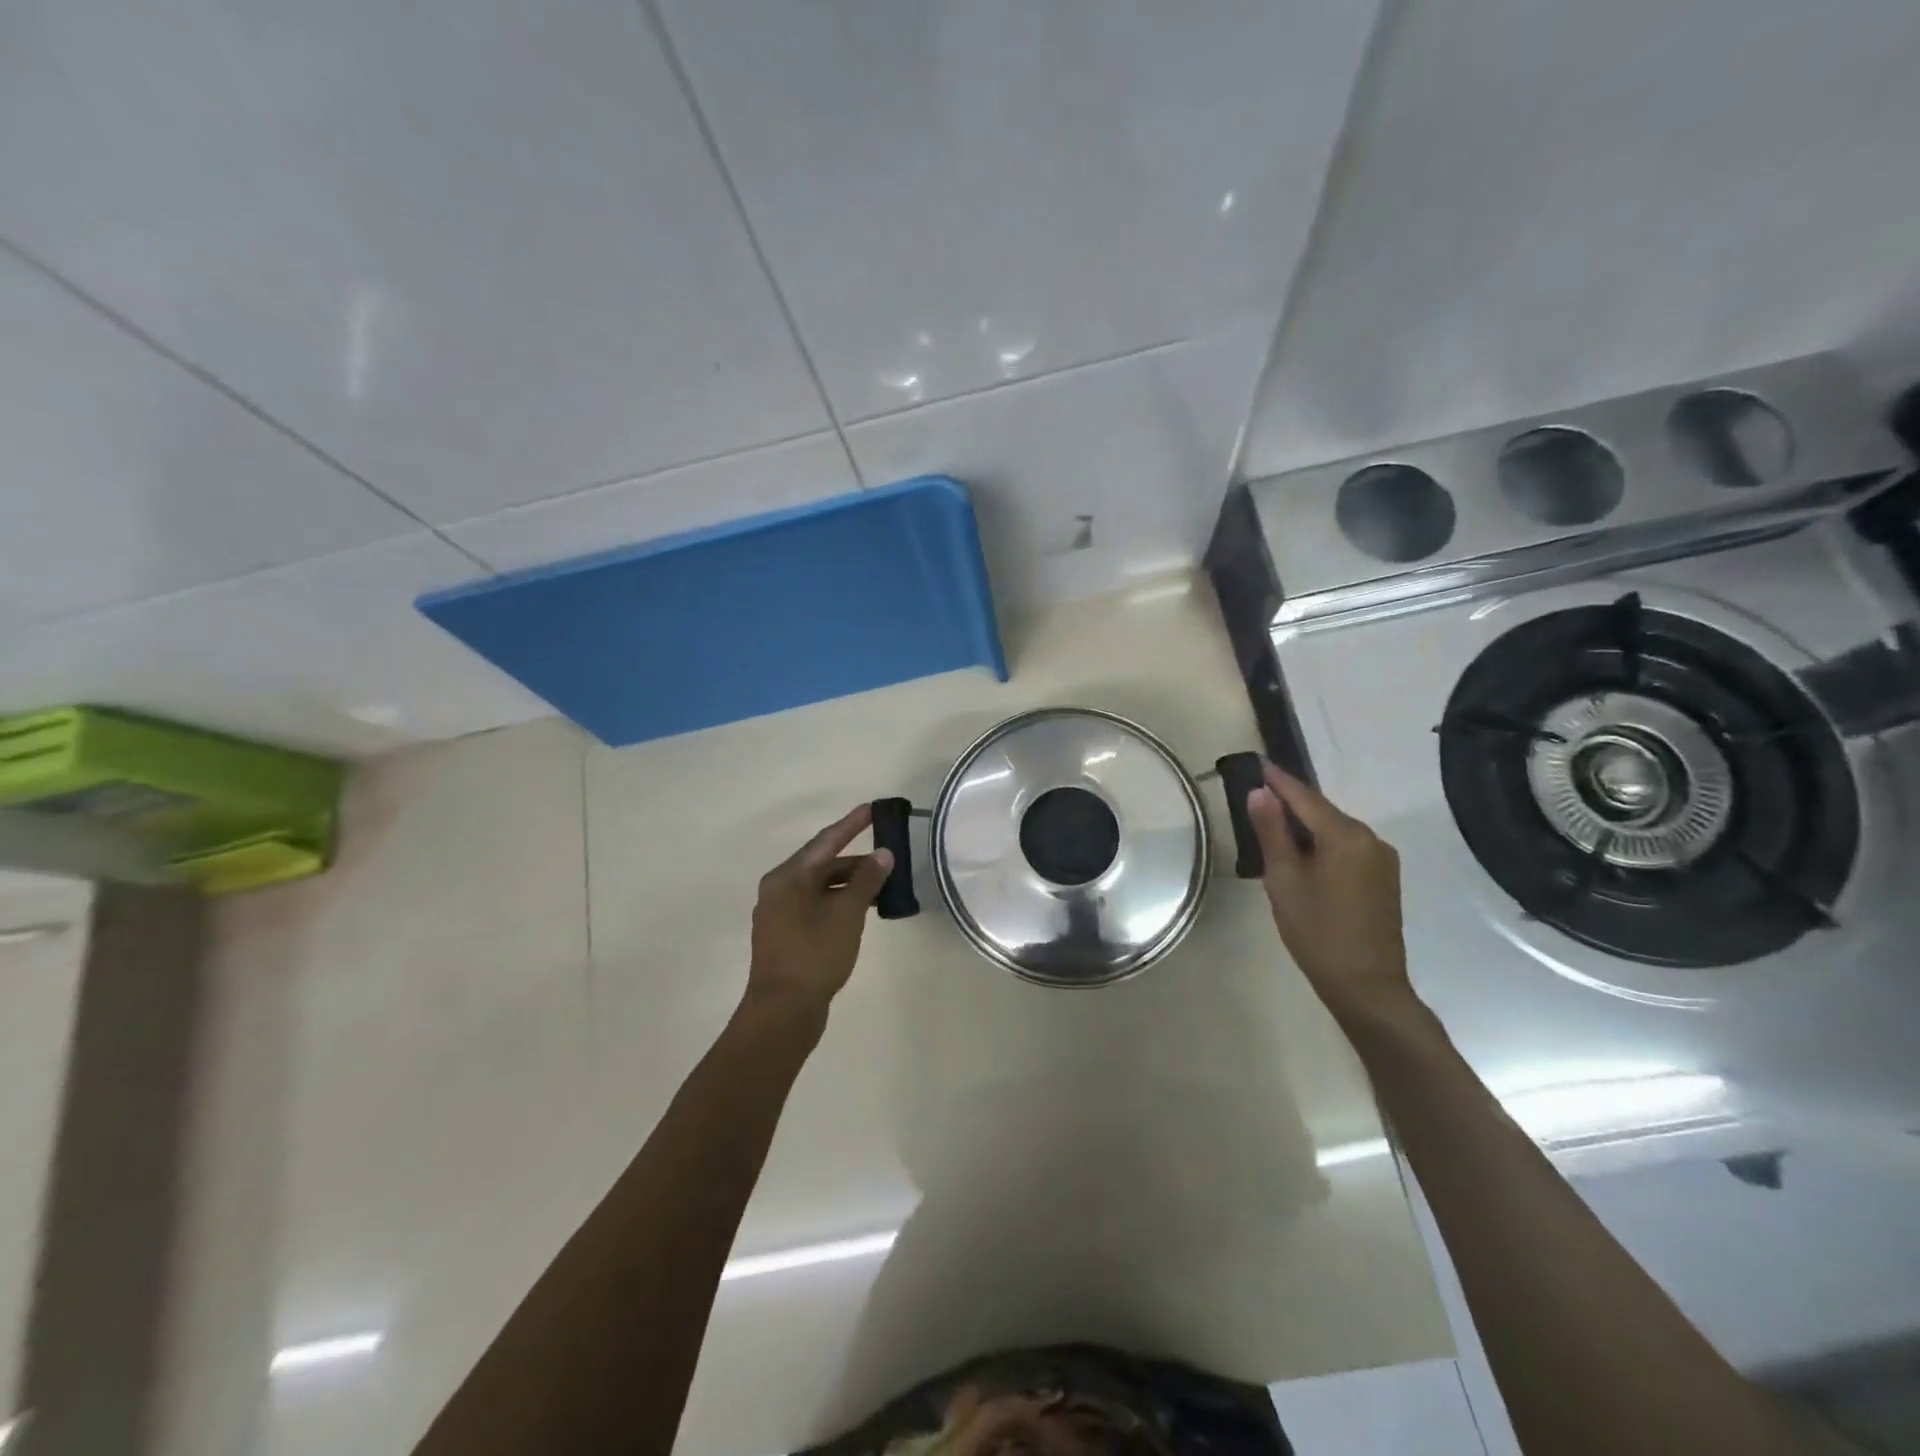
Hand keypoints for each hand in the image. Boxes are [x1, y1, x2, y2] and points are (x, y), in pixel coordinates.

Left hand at [745, 805, 893, 1016]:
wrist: (783, 1012)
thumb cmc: (814, 955)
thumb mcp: (846, 914)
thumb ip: (866, 881)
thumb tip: (883, 854)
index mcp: (787, 877)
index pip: (826, 841)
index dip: (852, 824)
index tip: (873, 809)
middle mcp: (779, 890)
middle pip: (822, 864)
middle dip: (856, 860)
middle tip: (889, 857)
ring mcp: (780, 914)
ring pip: (820, 888)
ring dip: (850, 884)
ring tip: (883, 885)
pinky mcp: (786, 936)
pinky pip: (817, 907)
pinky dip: (839, 902)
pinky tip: (861, 910)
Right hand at [1244, 762, 1417, 1025]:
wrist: (1367, 986)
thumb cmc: (1317, 932)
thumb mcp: (1284, 880)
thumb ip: (1272, 833)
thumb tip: (1259, 792)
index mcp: (1345, 836)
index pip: (1305, 797)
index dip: (1279, 781)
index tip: (1258, 763)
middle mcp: (1370, 839)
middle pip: (1322, 811)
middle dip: (1291, 802)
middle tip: (1258, 794)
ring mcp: (1381, 859)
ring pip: (1335, 830)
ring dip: (1306, 824)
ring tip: (1273, 822)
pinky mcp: (1383, 878)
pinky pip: (1347, 847)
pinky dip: (1322, 842)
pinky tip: (1302, 852)